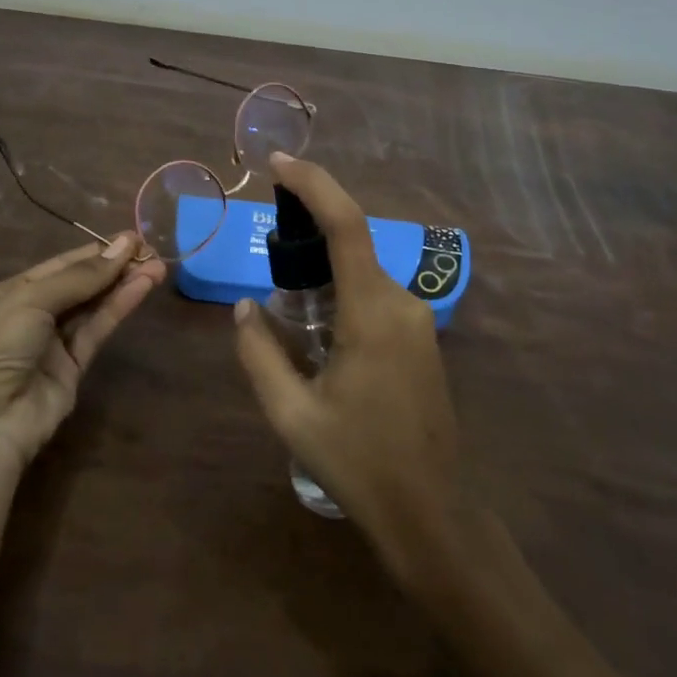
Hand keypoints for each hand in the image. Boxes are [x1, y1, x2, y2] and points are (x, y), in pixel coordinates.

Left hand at [0, 235, 166, 469]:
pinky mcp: (72, 369)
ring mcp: (53, 343)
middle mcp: (32, 315)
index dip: (96, 252)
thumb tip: (124, 245)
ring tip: (158, 267)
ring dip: (123, 285)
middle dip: (114, 266)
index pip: (61, 265)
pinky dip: (119, 308)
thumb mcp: (31, 299)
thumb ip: (80, 277)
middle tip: (151, 251)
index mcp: (11, 292)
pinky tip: (142, 288)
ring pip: (93, 306)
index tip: (132, 238)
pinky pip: (97, 330)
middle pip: (80, 284)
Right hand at [234, 155, 464, 577]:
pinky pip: (375, 291)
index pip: (345, 225)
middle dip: (310, 224)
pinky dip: (343, 284)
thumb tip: (245, 308)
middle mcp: (401, 303)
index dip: (313, 184)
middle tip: (269, 236)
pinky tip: (318, 318)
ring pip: (364, 267)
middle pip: (353, 240)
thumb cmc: (358, 463)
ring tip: (285, 285)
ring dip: (326, 261)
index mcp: (371, 314)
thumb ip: (260, 353)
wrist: (431, 512)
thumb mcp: (291, 414)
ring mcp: (418, 318)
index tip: (278, 164)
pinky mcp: (421, 335)